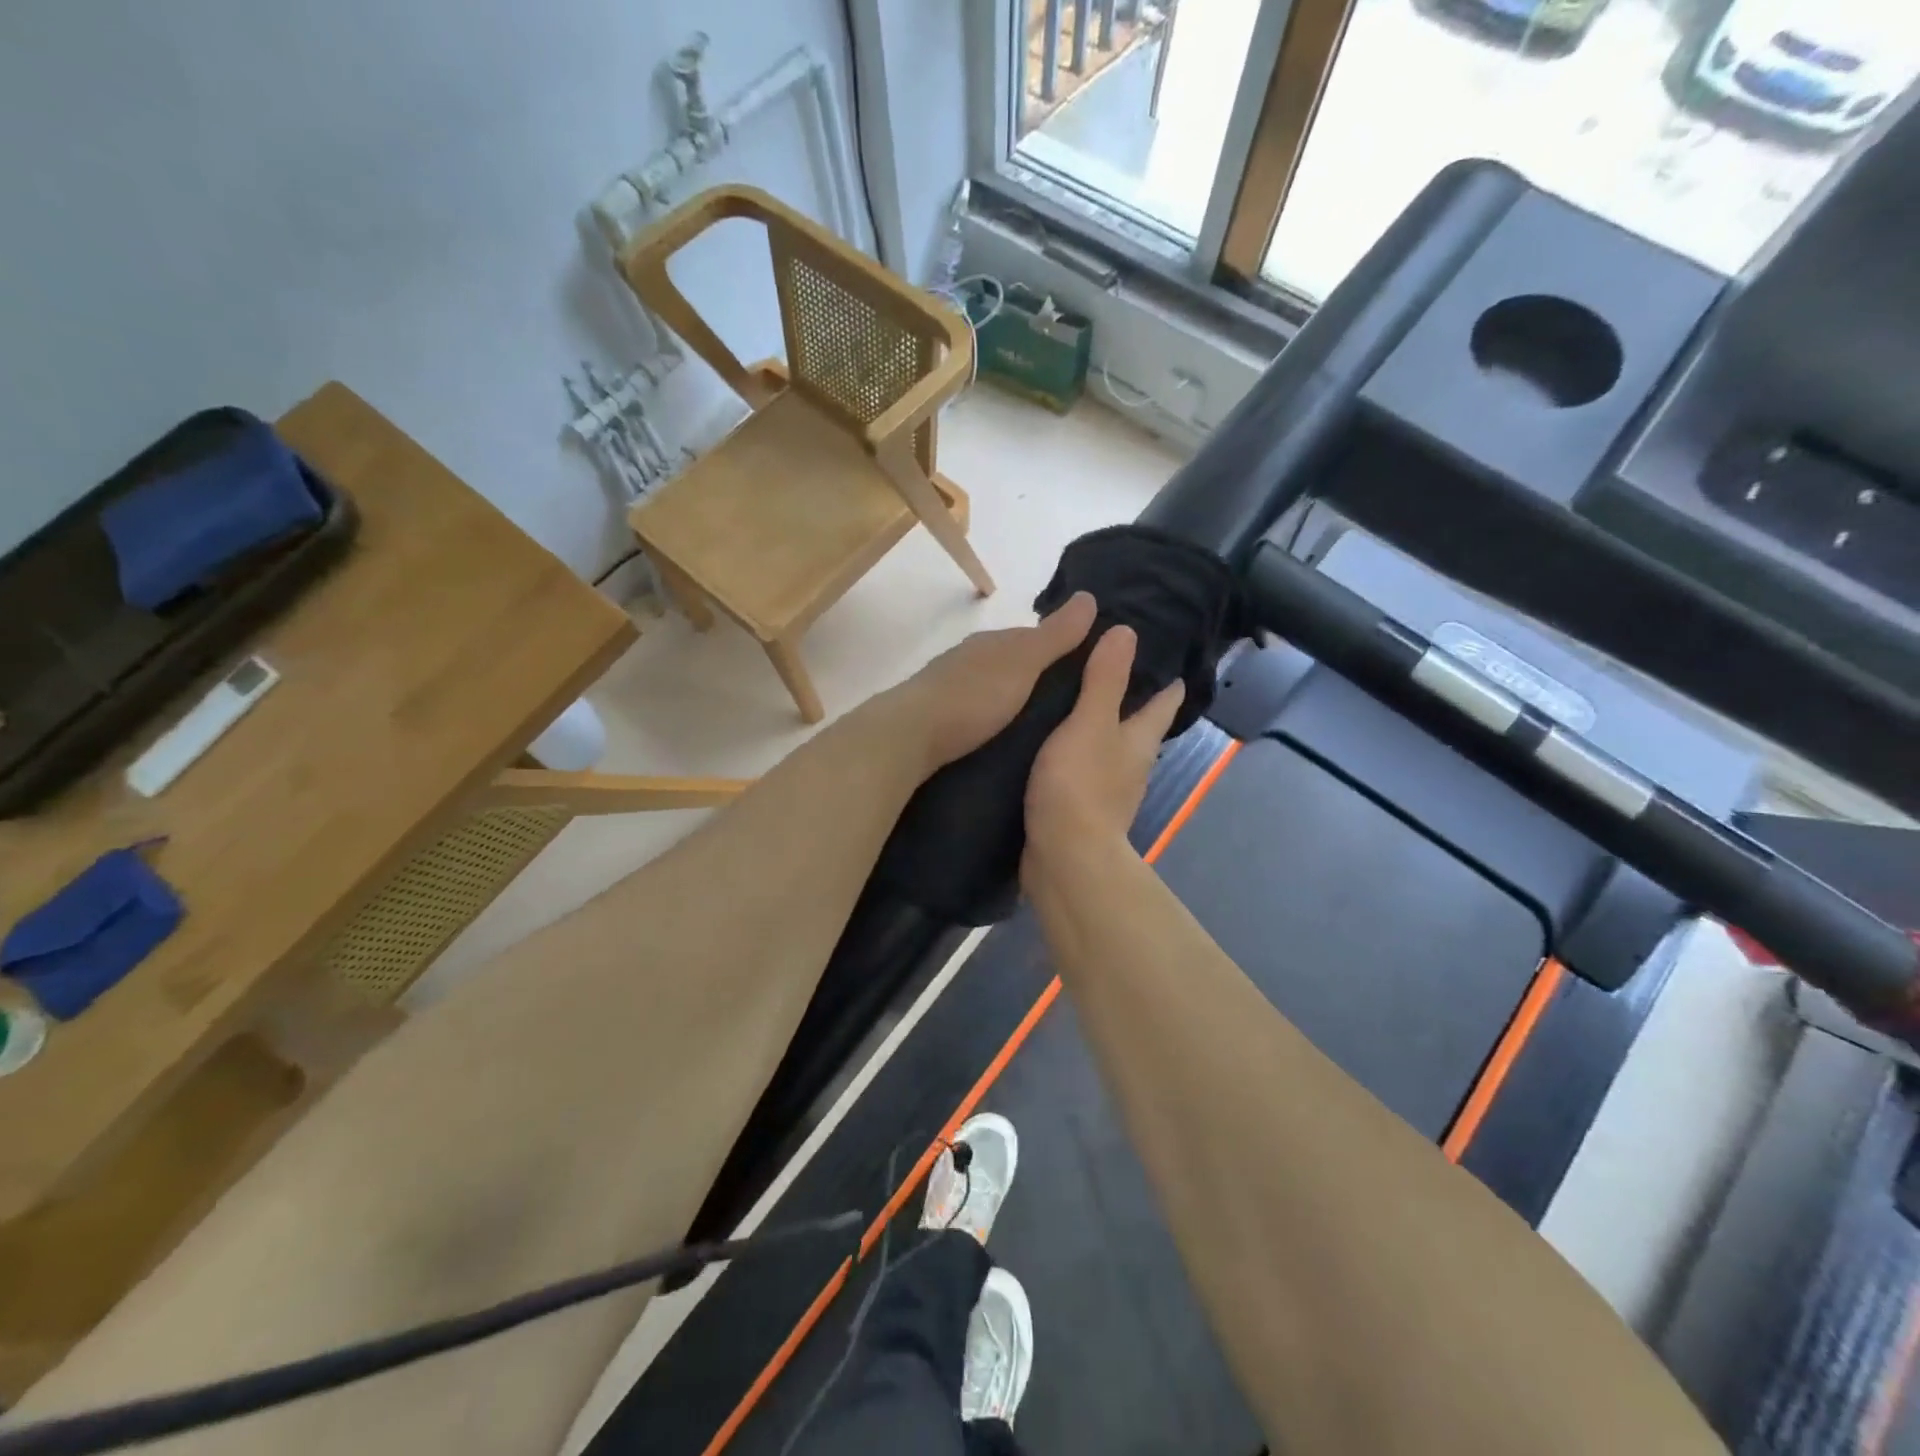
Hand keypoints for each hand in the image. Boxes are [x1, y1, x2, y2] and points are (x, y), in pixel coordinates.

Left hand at [888, 592, 1098, 773]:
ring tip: (1043, 724)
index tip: (1090, 668)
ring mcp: (951, 688)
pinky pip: (977, 711)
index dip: (1063, 647)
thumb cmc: (972, 695)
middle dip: (1039, 676)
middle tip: (1071, 704)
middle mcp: (971, 659)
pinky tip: (1004, 734)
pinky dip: (994, 717)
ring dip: (1015, 699)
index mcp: (993, 642)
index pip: (1034, 637)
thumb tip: (1089, 596)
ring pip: (994, 687)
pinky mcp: (939, 719)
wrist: (910, 734)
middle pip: (1013, 663)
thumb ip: (1054, 636)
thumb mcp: (1022, 662)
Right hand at [1023, 625, 1184, 877]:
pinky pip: (1082, 770)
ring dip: (1098, 726)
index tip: (1161, 651)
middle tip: (1103, 664)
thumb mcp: (1090, 723)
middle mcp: (1131, 764)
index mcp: (1140, 740)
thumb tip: (1126, 631)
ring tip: (1071, 699)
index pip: (1164, 701)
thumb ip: (1105, 680)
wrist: (1063, 857)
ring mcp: (1108, 790)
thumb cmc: (1080, 785)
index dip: (1167, 678)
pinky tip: (1052, 745)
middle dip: (1129, 698)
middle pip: (1139, 725)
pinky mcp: (1081, 808)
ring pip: (1109, 748)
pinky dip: (1075, 753)